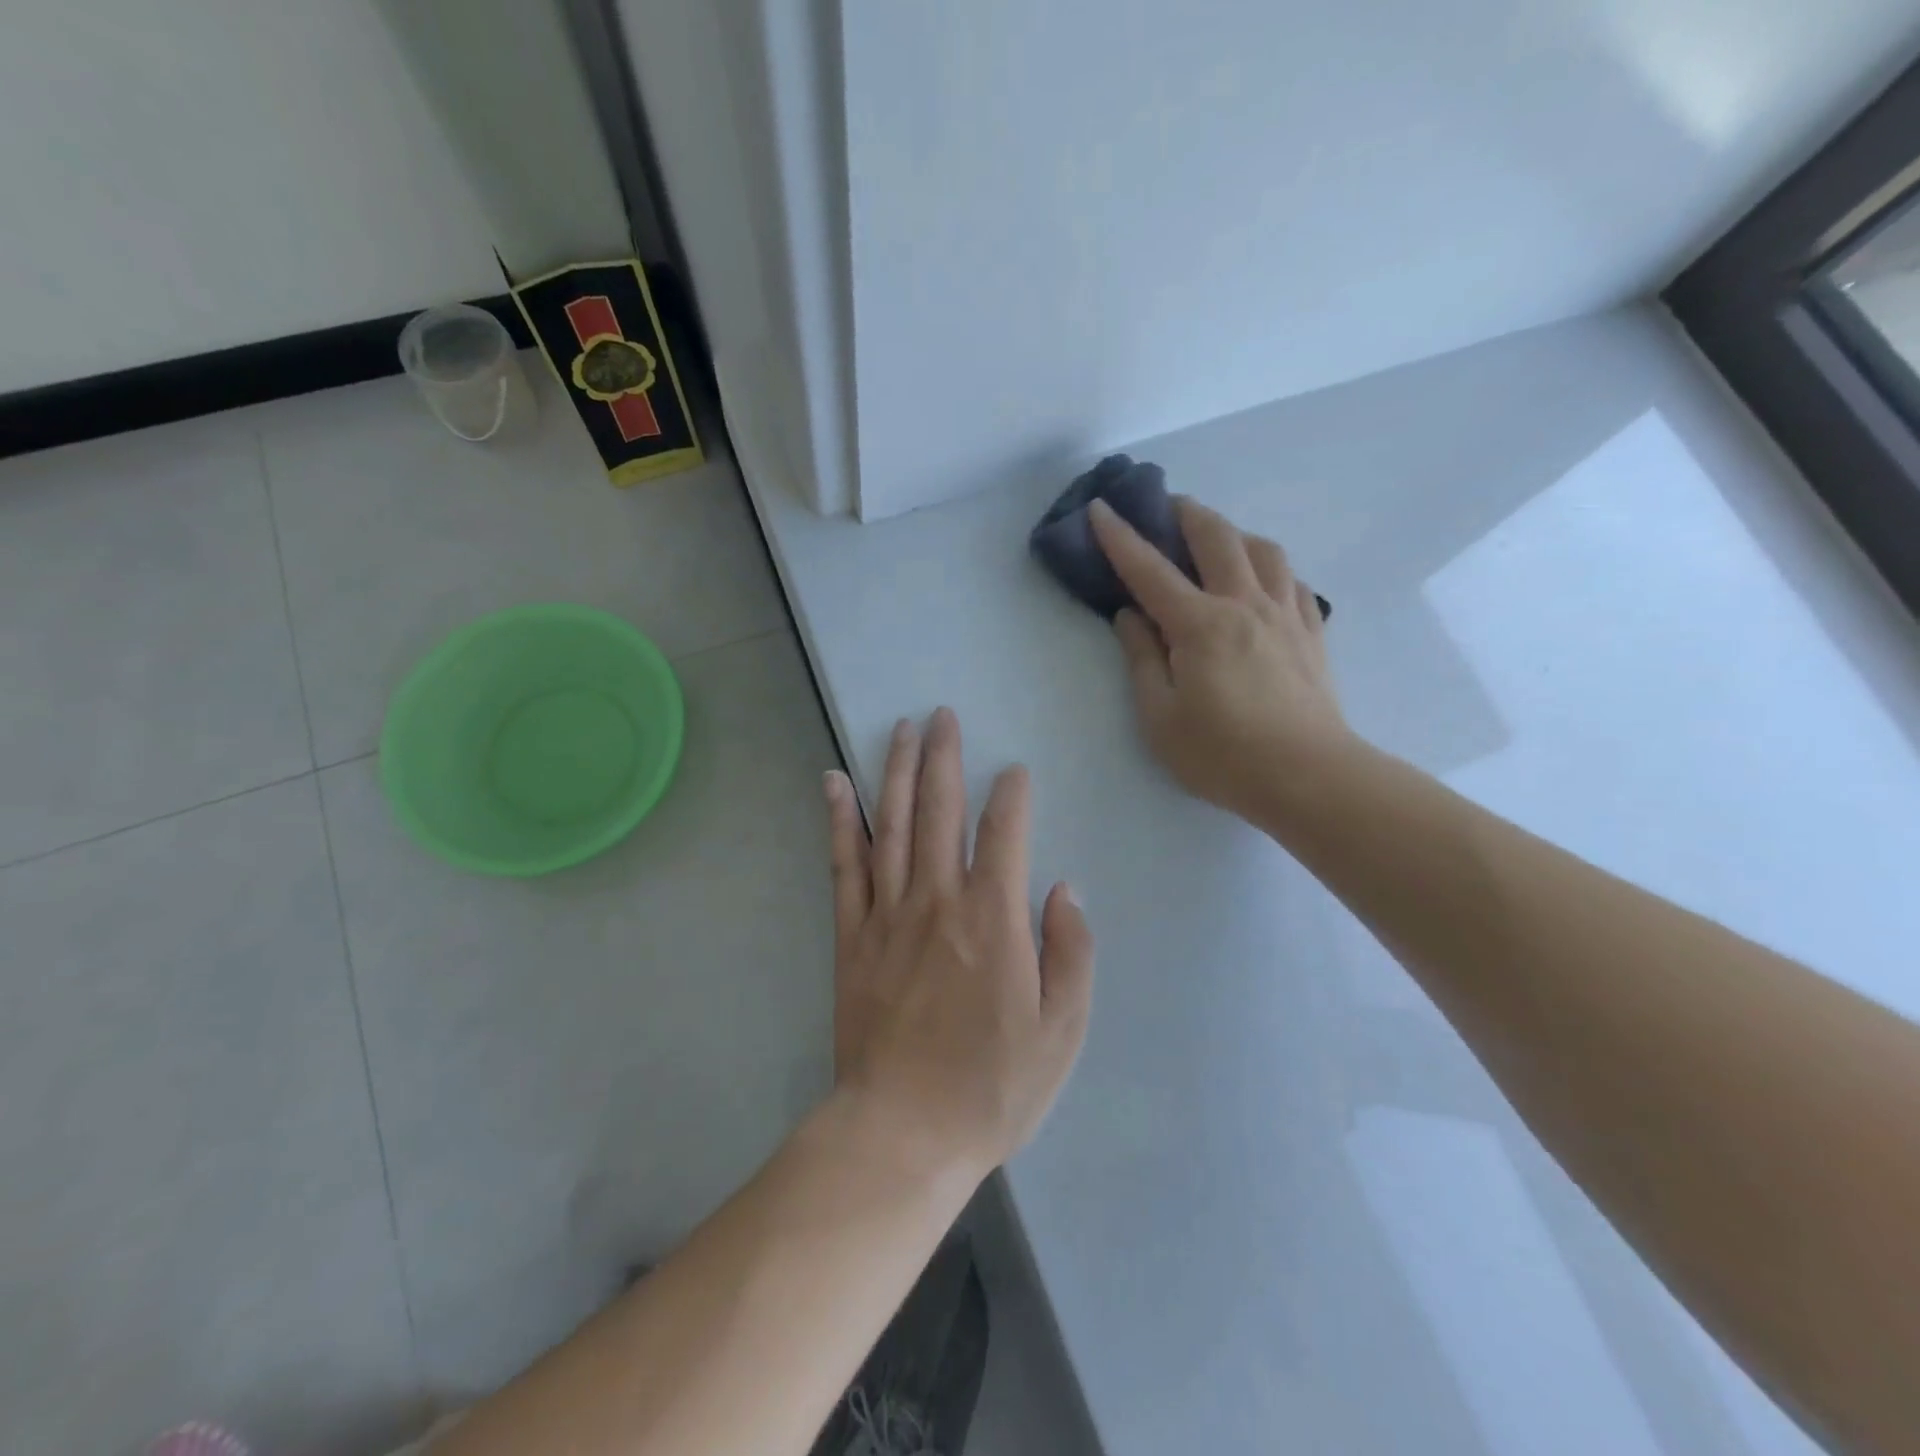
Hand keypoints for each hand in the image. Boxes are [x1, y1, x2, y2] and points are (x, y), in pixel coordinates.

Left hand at [822, 710, 1093, 1185]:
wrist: (903, 1132)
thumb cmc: (992, 1086)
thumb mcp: (1061, 1031)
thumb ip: (1071, 952)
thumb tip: (1063, 889)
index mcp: (993, 919)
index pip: (1004, 832)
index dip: (1011, 795)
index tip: (1014, 770)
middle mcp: (938, 900)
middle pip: (941, 811)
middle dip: (944, 757)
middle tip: (942, 715)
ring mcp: (888, 914)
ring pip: (892, 824)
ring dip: (896, 771)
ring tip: (901, 729)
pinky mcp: (852, 935)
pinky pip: (844, 865)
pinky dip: (839, 820)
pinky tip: (834, 783)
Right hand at [1089, 495, 1350, 821]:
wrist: (1309, 777)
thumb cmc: (1222, 754)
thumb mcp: (1160, 717)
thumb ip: (1142, 659)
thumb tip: (1130, 616)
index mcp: (1200, 625)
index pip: (1150, 570)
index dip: (1120, 537)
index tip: (1100, 507)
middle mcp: (1244, 605)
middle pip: (1216, 538)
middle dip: (1185, 514)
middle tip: (1165, 506)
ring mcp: (1285, 615)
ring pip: (1263, 550)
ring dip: (1233, 533)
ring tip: (1216, 540)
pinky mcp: (1311, 633)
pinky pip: (1292, 581)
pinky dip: (1270, 568)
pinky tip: (1263, 580)